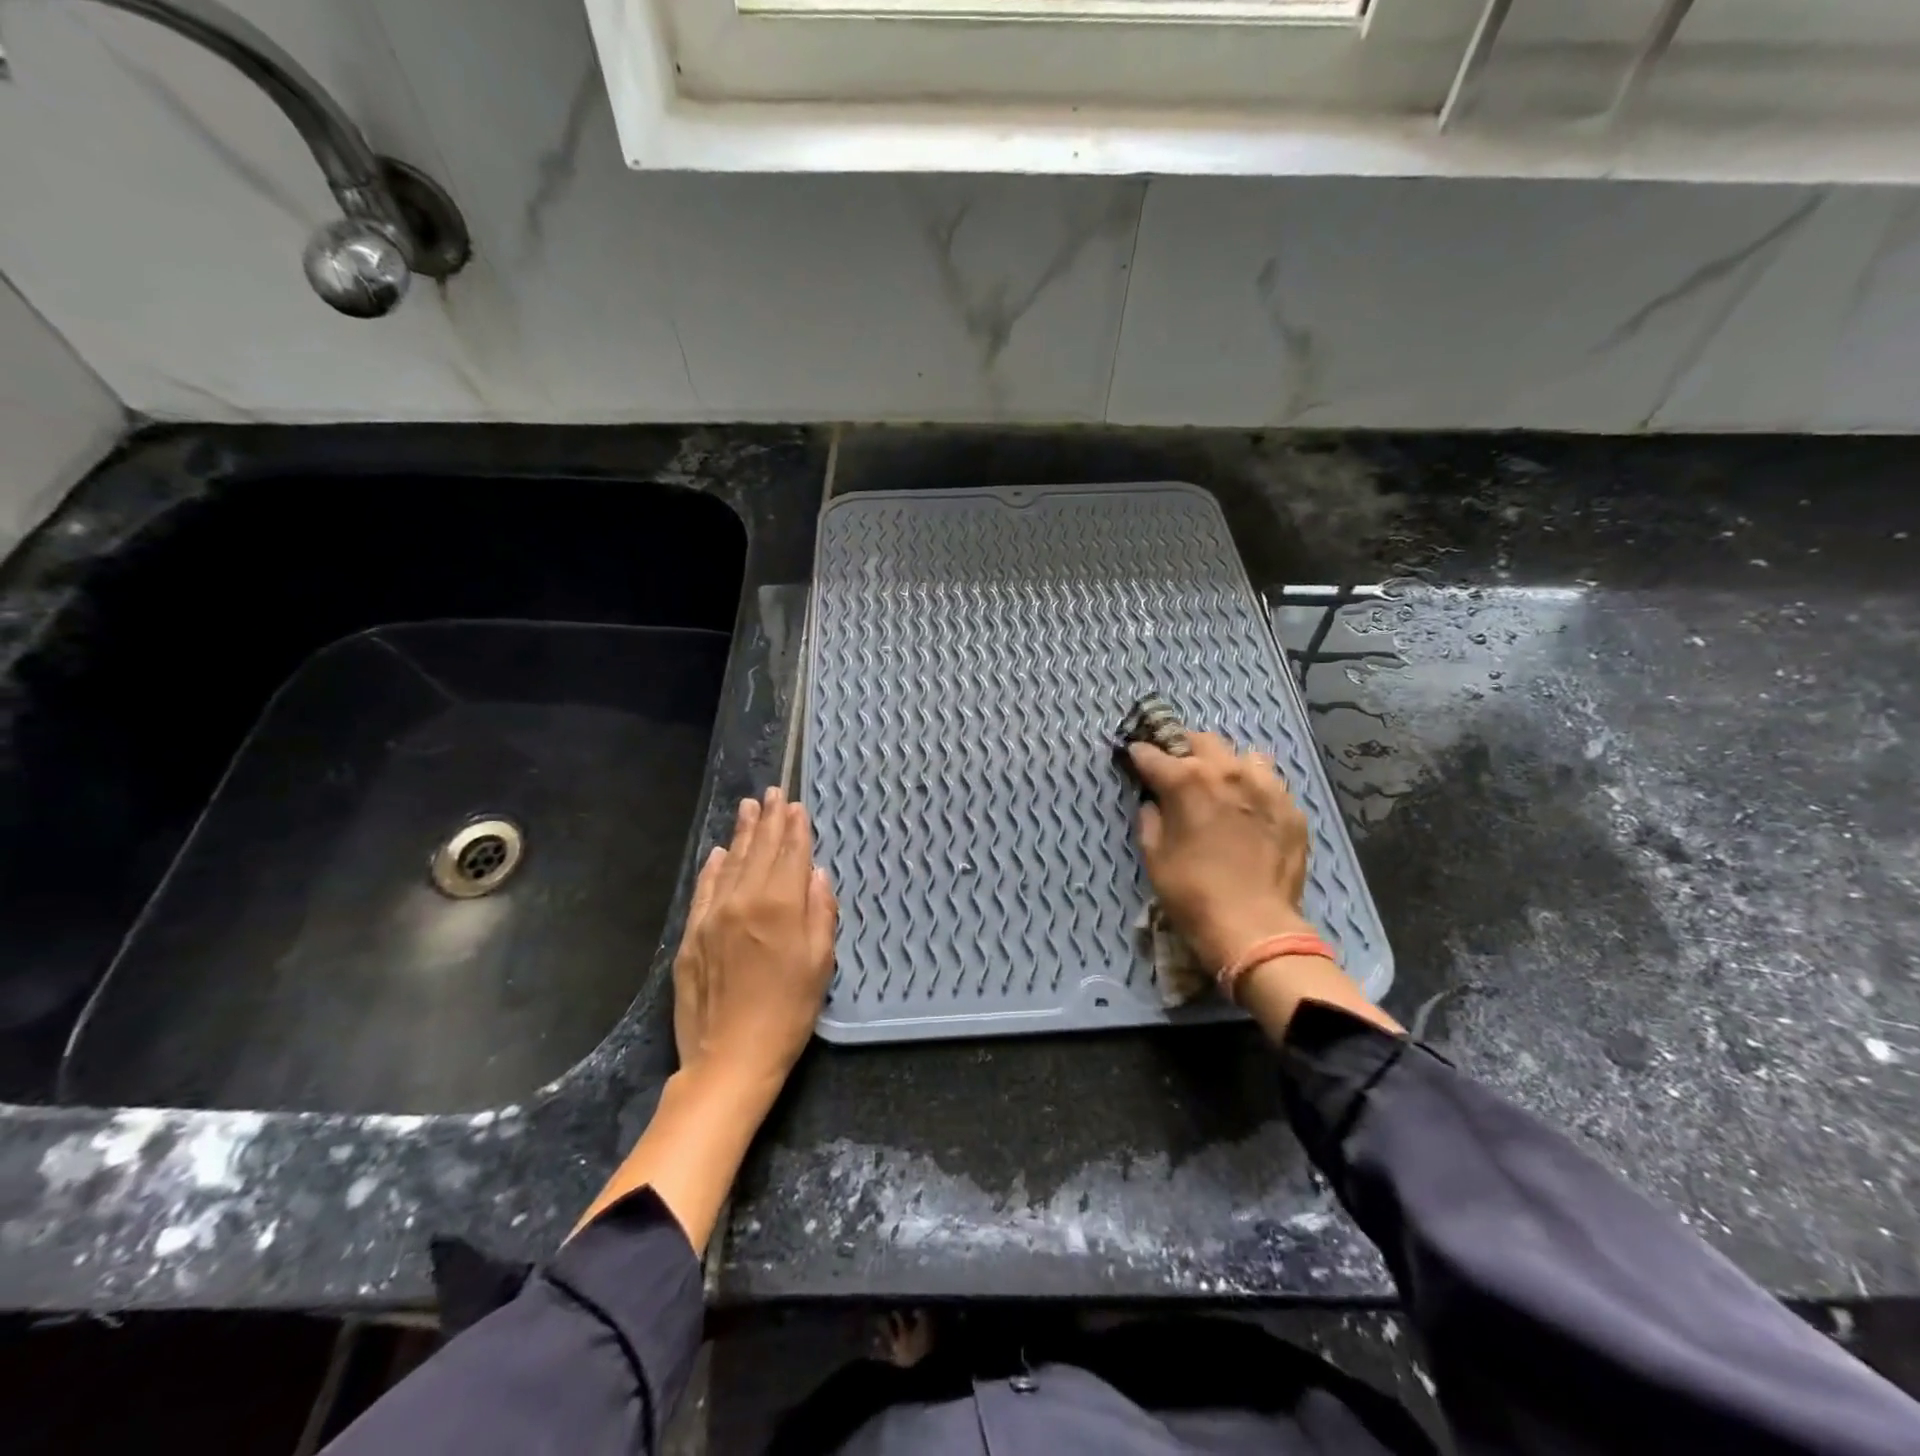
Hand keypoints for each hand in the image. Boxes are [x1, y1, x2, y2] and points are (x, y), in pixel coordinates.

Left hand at [673, 787, 837, 1092]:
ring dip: (742, 834)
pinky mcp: (692, 934)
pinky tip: (720, 852)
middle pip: (760, 851)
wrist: (730, 1057)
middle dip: (769, 820)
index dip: (796, 828)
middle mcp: (744, 900)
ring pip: (731, 863)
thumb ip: (821, 912)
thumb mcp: (821, 963)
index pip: (791, 854)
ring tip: (748, 808)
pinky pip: (704, 889)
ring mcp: (713, 915)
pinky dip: (713, 867)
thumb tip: (816, 874)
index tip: (796, 805)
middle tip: (772, 793)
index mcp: (780, 906)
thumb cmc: (789, 1012)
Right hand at [1127, 732, 1400, 1039]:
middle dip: (1183, 750)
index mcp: (1187, 780)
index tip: (1133, 760)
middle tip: (1177, 771)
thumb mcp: (1154, 855)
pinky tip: (1249, 810)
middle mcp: (1227, 771)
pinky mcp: (1291, 808)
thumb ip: (1150, 817)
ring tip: (1221, 786)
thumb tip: (1154, 802)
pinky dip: (1254, 787)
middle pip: (1201, 741)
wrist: (1253, 927)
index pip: (1152, 754)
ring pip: (1243, 755)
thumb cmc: (1192, 893)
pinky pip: (1271, 782)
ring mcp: (1265, 786)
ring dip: (1225, 764)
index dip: (1138, 756)